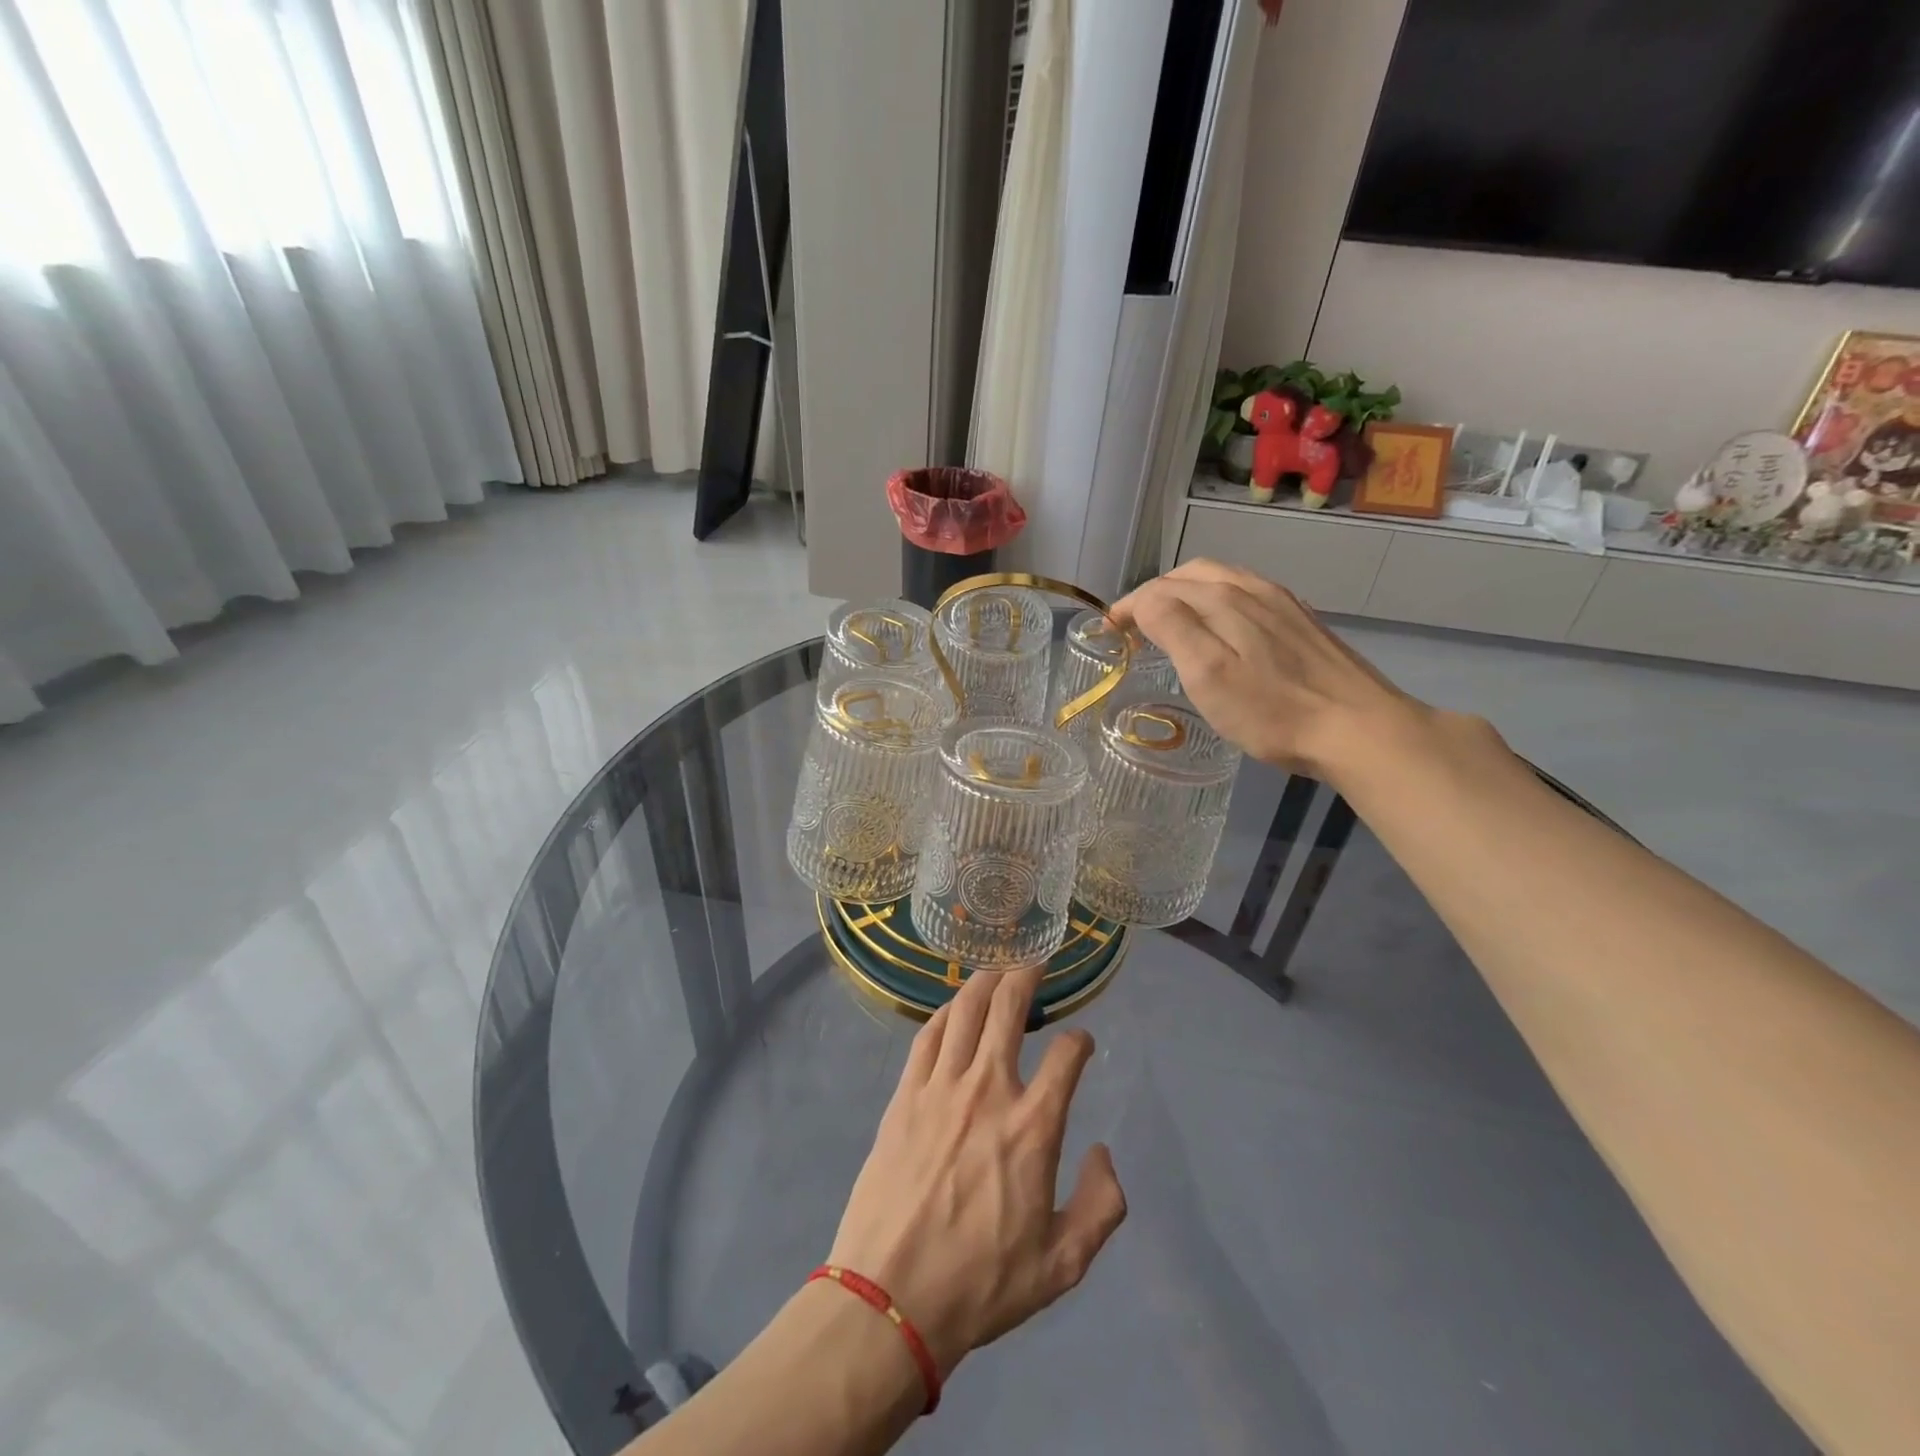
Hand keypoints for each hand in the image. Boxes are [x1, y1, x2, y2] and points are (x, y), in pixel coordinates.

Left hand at [827, 966, 1127, 1377]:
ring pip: (965, 1010)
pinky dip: (944, 1012)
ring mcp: (941, 1087)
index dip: (1080, 1041)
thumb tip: (1103, 1152)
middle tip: (1036, 962)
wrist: (890, 1298)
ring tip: (998, 969)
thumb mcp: (1062, 1265)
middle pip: (1009, 1009)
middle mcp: (989, 1090)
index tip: (1082, 1041)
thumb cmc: (981, 1284)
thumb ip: (1101, 1206)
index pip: (1067, 1057)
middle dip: (1027, 976)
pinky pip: (927, 1036)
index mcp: (1033, 1128)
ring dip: (985, 982)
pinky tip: (952, 1008)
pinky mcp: (905, 1095)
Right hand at [1109, 558, 1419, 780]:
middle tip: (1133, 625)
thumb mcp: (1207, 673)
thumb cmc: (1272, 710)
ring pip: (1222, 581)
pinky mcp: (1302, 622)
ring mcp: (1282, 603)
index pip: (1160, 589)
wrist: (1357, 728)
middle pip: (1191, 575)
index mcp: (1223, 599)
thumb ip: (1172, 627)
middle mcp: (1252, 589)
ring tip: (1169, 622)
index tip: (1107, 632)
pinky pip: (1247, 595)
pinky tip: (1221, 629)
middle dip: (1155, 593)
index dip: (1128, 606)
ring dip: (1186, 594)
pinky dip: (1217, 602)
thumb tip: (1144, 602)